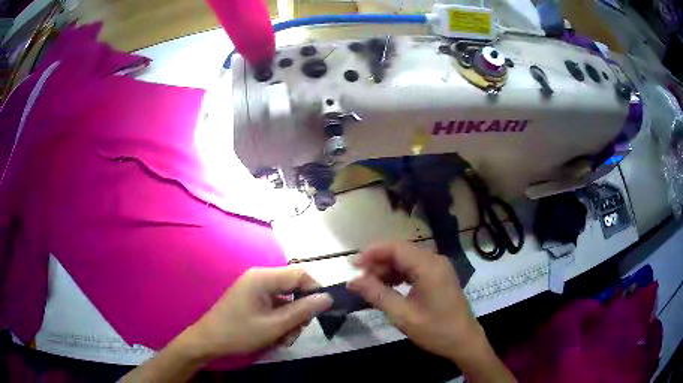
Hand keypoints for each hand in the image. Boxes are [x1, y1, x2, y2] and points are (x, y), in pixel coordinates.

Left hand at [180, 266, 332, 359]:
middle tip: (297, 331)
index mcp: (263, 277)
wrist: (208, 341)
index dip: (315, 290)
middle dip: (299, 311)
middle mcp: (259, 277)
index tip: (321, 312)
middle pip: (293, 287)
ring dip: (290, 319)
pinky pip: (274, 304)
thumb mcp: (275, 326)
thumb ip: (303, 310)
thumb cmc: (239, 332)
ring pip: (285, 299)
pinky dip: (279, 320)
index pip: (300, 274)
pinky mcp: (251, 298)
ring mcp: (254, 288)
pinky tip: (276, 336)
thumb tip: (328, 298)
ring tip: (284, 339)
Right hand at [347, 242, 485, 362]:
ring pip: (406, 260)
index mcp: (429, 267)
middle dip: (377, 262)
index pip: (396, 248)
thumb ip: (377, 294)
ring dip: (386, 270)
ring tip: (369, 285)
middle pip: (401, 252)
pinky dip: (398, 275)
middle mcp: (435, 261)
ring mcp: (438, 268)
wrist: (464, 342)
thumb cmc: (435, 330)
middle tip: (358, 279)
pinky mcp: (438, 277)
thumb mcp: (403, 315)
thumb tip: (352, 280)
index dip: (372, 252)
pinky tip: (387, 287)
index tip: (352, 264)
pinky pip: (414, 269)